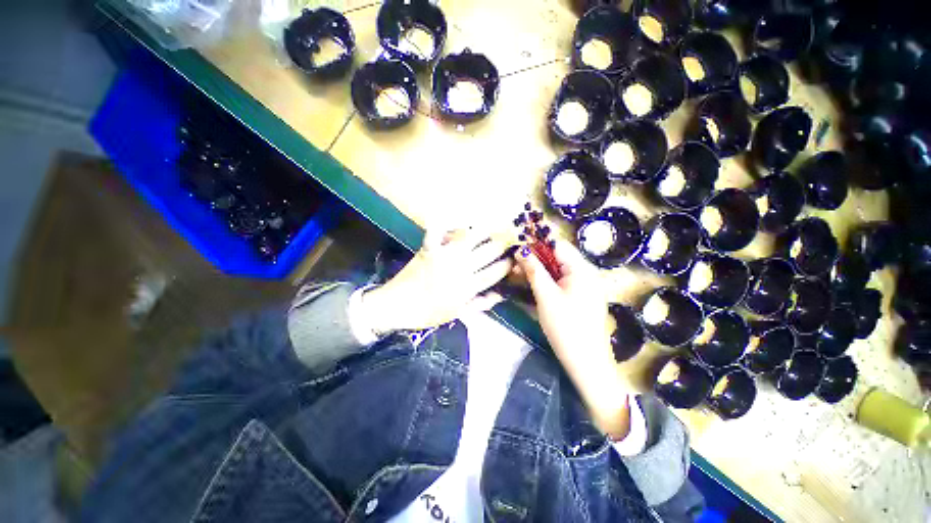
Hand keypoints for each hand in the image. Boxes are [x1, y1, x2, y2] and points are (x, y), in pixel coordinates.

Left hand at [362, 228, 513, 332]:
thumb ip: (480, 304)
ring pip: (470, 236)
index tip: (516, 257)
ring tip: (495, 224)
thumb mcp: (457, 313)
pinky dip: (445, 223)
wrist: (397, 306)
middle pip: (488, 250)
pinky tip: (455, 219)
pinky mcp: (429, 247)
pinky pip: (438, 230)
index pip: (496, 271)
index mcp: (468, 286)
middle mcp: (460, 267)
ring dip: (484, 229)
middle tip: (513, 235)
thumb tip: (501, 295)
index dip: (509, 263)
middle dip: (504, 242)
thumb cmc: (428, 313)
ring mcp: (444, 254)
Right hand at [515, 239, 630, 438]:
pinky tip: (537, 289)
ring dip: (540, 271)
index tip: (517, 254)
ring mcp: (587, 286)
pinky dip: (549, 282)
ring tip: (520, 277)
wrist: (587, 363)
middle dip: (536, 260)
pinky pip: (564, 283)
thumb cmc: (565, 326)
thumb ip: (533, 270)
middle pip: (558, 257)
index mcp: (582, 269)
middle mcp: (588, 273)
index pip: (557, 245)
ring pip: (559, 271)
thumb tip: (519, 250)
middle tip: (515, 268)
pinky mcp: (583, 298)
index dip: (536, 246)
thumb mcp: (545, 296)